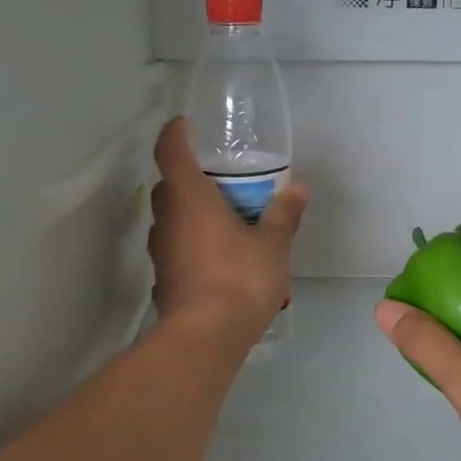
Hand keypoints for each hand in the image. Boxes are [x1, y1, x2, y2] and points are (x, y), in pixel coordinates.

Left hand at [150, 117, 308, 340]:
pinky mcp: (163, 277)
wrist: (206, 336)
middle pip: (169, 185)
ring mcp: (160, 250)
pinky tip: (218, 256)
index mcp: (189, 197)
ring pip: (171, 218)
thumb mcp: (272, 244)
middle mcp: (167, 218)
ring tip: (225, 219)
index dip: (176, 132)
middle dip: (190, 177)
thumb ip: (284, 214)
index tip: (187, 125)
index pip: (170, 149)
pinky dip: (192, 242)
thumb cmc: (239, 278)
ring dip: (191, 213)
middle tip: (221, 179)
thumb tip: (300, 189)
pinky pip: (176, 247)